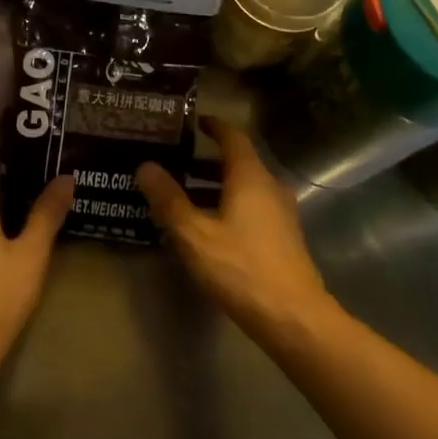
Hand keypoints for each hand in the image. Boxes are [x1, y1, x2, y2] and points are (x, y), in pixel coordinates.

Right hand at [136, 118, 333, 334]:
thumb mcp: (194, 234)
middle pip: (237, 163)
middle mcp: (270, 187)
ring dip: (213, 188)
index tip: (190, 122)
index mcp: (251, 177)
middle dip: (204, 161)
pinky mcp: (282, 238)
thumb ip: (169, 199)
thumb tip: (145, 166)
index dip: (212, 126)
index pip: (232, 137)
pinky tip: (205, 228)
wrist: (292, 316)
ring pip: (243, 189)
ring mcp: (280, 214)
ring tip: (180, 197)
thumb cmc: (241, 268)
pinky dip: (226, 206)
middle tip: (172, 163)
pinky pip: (250, 209)